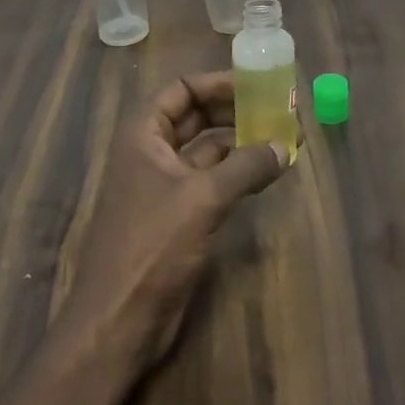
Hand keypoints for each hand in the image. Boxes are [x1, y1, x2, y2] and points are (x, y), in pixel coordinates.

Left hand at [62, 71, 288, 368]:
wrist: (119, 321)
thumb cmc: (151, 248)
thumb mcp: (202, 200)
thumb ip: (245, 167)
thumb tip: (285, 146)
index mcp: (143, 136)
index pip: (180, 89)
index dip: (216, 82)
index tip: (256, 83)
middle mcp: (151, 153)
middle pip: (194, 116)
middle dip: (234, 110)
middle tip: (276, 108)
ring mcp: (163, 186)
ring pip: (206, 150)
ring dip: (240, 142)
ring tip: (281, 137)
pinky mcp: (177, 216)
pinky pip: (211, 180)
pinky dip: (237, 172)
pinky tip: (266, 171)